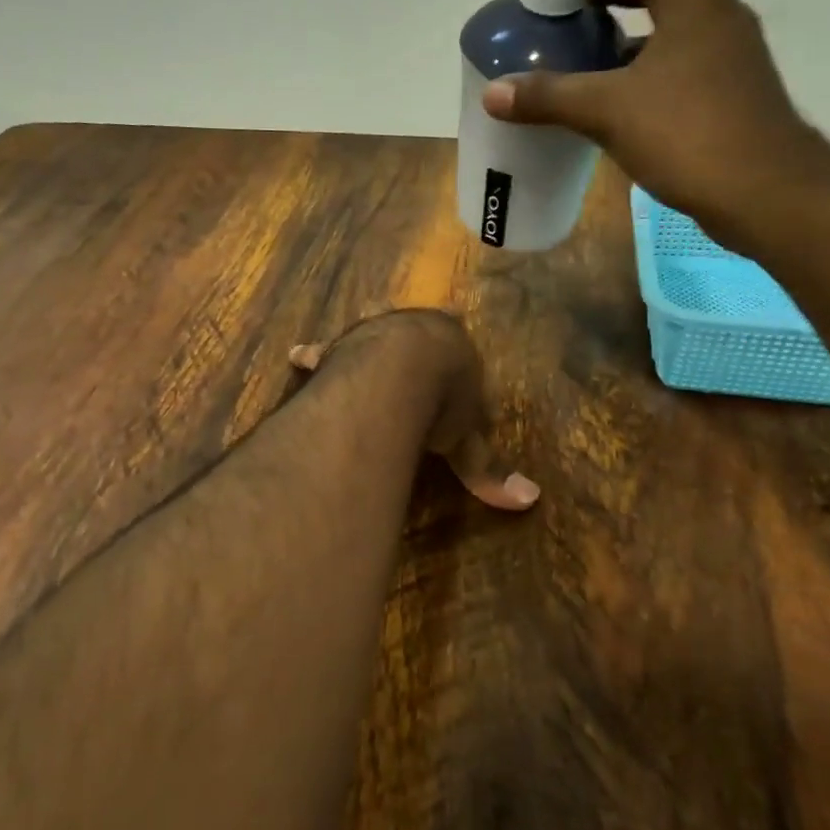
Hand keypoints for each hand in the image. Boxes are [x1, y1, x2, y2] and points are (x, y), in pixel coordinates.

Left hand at [289, 310, 539, 511]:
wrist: (401, 371)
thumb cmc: (444, 399)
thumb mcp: (467, 440)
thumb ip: (487, 468)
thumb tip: (530, 501)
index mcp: (451, 343)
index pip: (454, 341)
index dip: (448, 352)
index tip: (445, 352)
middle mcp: (411, 329)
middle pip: (409, 332)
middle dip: (405, 342)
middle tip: (399, 354)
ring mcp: (371, 334)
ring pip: (366, 336)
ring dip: (360, 347)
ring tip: (363, 354)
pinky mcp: (338, 347)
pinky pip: (324, 351)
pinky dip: (314, 356)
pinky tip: (299, 357)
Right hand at [480, 0, 829, 242]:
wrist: (765, 191)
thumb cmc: (688, 134)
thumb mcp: (609, 110)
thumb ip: (550, 96)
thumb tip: (493, 92)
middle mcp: (714, 12)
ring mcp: (727, 50)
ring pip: (669, 18)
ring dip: (627, 19)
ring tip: (583, 35)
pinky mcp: (728, 86)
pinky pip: (677, 53)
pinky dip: (643, 56)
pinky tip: (615, 85)